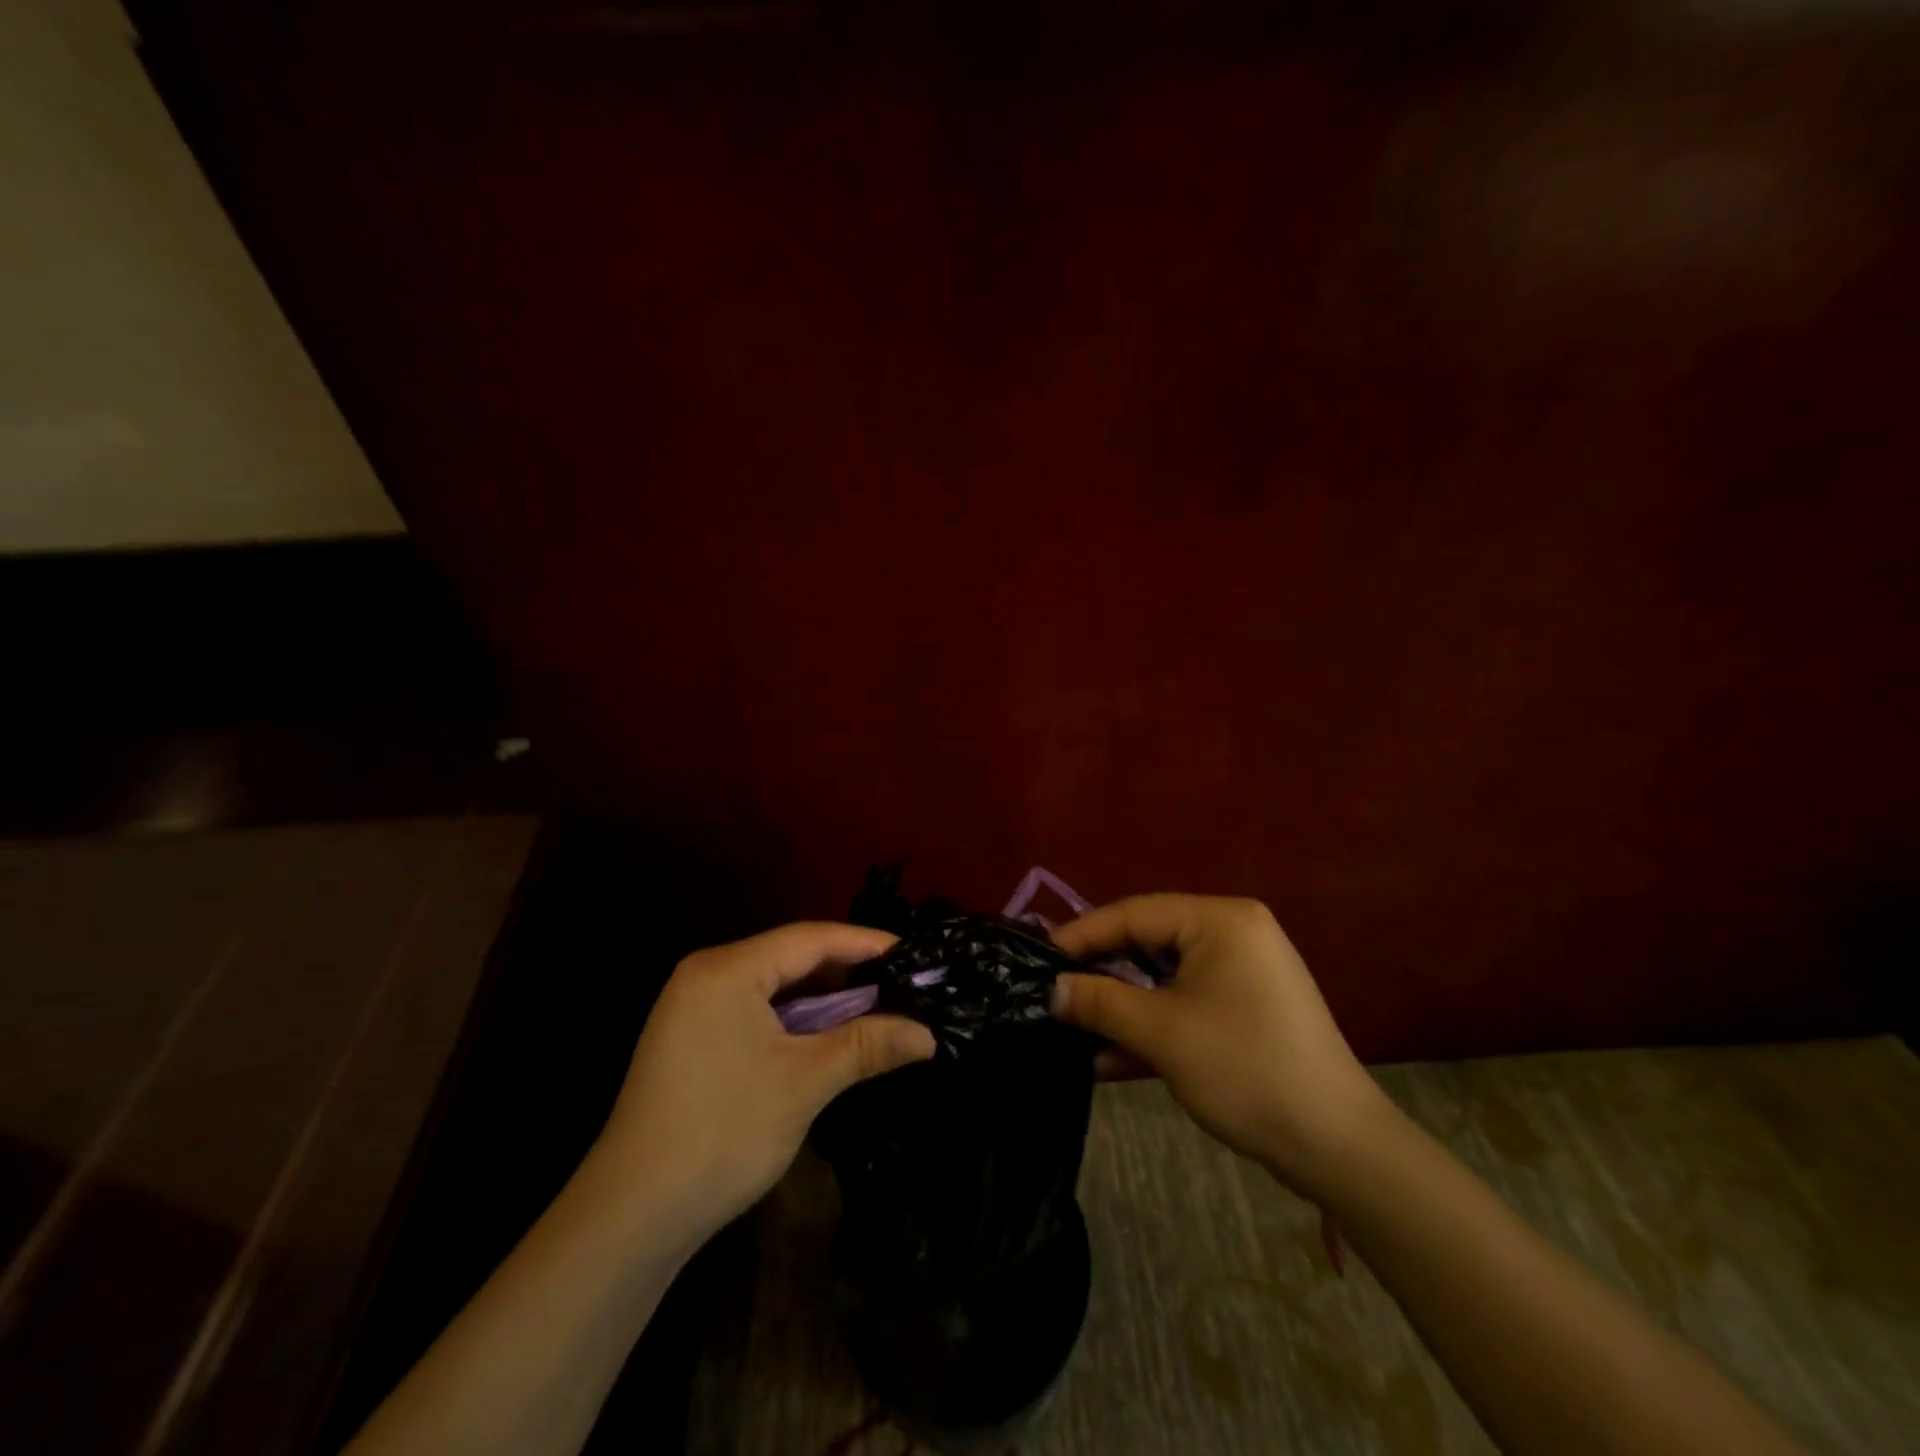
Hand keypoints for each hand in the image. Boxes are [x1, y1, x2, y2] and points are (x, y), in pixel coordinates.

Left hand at [588, 922, 934, 1249]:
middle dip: (846, 970)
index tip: (912, 953)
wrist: (631, 1216)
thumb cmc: (723, 1134)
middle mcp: (706, 974)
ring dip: (821, 996)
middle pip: (790, 956)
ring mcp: (691, 1005)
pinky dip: (792, 1016)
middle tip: (899, 982)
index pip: (810, 939)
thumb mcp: (804, 1083)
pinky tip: (822, 1033)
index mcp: (727, 970)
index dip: (865, 944)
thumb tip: (929, 1035)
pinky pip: (753, 1007)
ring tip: (872, 1006)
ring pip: (772, 983)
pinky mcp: (689, 1036)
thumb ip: (868, 1045)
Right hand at [1052, 895, 1390, 1197]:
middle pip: (1148, 943)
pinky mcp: (1245, 1010)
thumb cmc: (1245, 1070)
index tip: (1038, 958)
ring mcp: (1242, 973)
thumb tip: (1051, 990)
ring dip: (1122, 1008)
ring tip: (1073, 1029)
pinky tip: (1109, 1060)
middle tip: (1054, 991)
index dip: (1082, 935)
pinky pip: (1185, 1004)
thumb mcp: (1162, 1033)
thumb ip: (1100, 1002)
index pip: (1134, 913)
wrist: (1337, 1147)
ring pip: (1163, 978)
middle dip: (1101, 973)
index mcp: (1219, 920)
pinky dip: (1152, 1027)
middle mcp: (1233, 934)